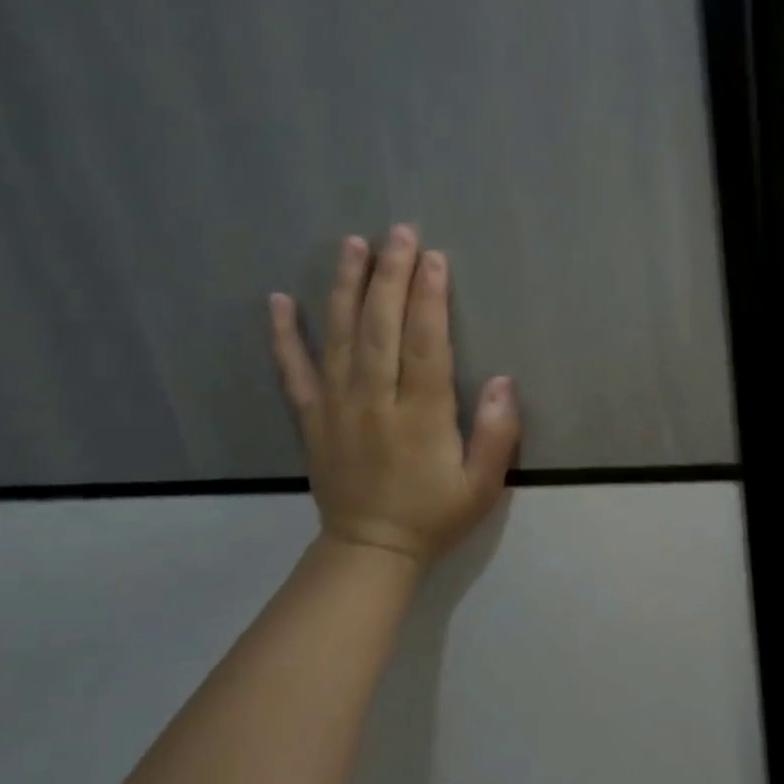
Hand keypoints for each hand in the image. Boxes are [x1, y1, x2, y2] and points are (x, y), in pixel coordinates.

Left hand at [268, 224, 519, 569]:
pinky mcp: (312, 419)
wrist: (370, 551)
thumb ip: (498, 433)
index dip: (429, 298)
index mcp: (420, 416)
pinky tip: (279, 300)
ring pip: (340, 337)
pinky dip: (284, 335)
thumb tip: (504, 380)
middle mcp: (374, 402)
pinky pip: (293, 371)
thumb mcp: (483, 485)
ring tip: (352, 244)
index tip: (433, 258)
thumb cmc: (435, 514)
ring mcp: (337, 408)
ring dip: (346, 288)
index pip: (424, 344)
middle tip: (399, 232)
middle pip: (381, 328)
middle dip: (391, 276)